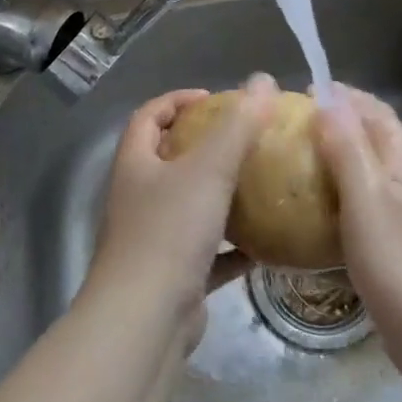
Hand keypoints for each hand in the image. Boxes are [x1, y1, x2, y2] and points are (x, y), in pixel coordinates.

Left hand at [83, 75, 278, 349]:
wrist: (145, 320)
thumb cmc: (169, 233)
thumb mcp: (208, 170)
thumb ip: (238, 125)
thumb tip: (264, 81)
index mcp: (135, 165)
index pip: (148, 116)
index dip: (177, 100)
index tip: (215, 98)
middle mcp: (138, 198)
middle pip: (168, 159)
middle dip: (205, 146)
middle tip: (246, 140)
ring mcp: (153, 239)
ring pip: (189, 206)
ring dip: (221, 195)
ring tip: (261, 184)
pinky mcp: (173, 276)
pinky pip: (208, 252)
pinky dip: (233, 246)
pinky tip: (266, 244)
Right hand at [314, 88, 401, 370]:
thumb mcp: (368, 201)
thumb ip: (348, 150)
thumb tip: (328, 101)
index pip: (373, 110)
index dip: (340, 95)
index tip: (298, 92)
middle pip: (371, 139)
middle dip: (333, 125)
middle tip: (285, 130)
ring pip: (366, 175)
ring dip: (333, 163)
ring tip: (290, 167)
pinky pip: (364, 210)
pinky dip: (338, 201)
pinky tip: (313, 218)